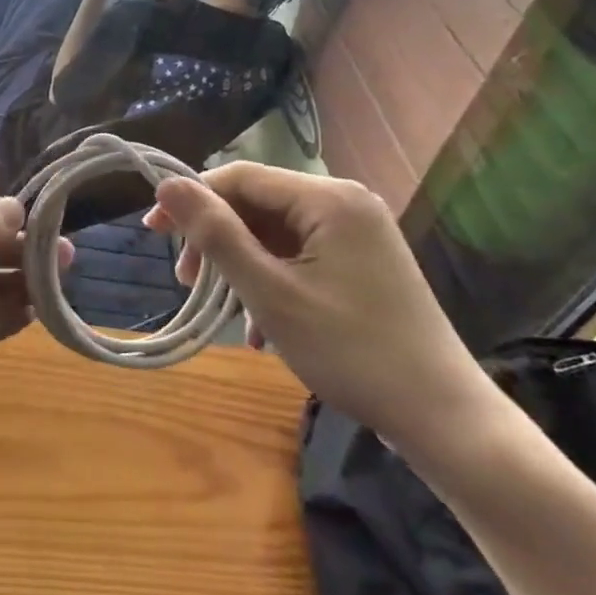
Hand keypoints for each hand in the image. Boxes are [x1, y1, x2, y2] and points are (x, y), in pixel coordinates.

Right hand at [144, 163, 489, 449]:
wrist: (442, 417)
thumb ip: (216, 234)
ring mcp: (359, 234)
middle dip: (217, 240)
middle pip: (259, 205)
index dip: (192, 199)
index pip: (241, 177)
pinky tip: (259, 328)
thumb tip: (167, 184)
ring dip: (242, 267)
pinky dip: (273, 282)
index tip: (152, 231)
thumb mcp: (270, 293)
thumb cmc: (350, 351)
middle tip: (186, 281)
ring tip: (223, 312)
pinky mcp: (364, 263)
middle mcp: (345, 203)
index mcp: (328, 198)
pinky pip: (302, 256)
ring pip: (277, 234)